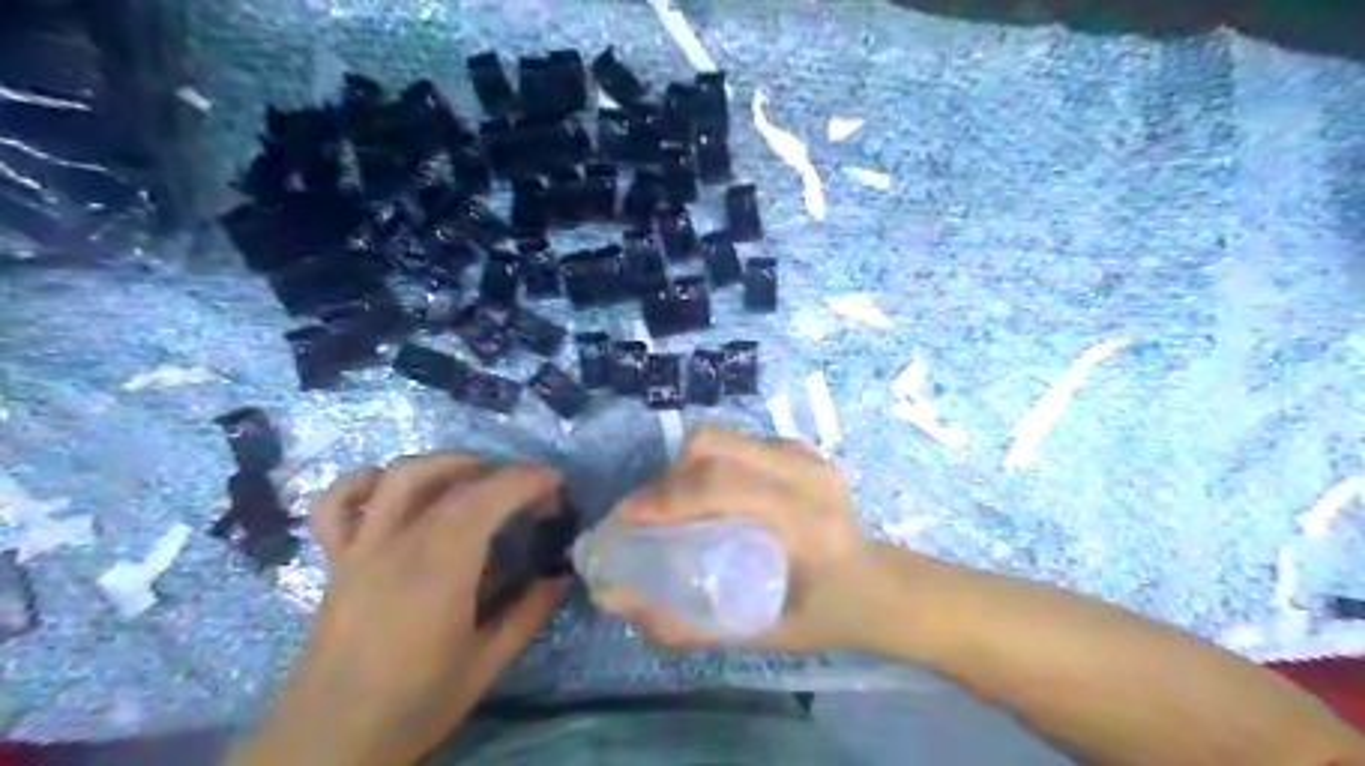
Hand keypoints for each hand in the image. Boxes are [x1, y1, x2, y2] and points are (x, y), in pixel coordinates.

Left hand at [230, 454, 562, 765]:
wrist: (326, 745)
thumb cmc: (414, 705)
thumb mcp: (485, 665)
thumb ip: (527, 614)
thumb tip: (559, 578)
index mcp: (441, 568)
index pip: (488, 497)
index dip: (527, 480)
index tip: (556, 485)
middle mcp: (398, 544)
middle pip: (454, 481)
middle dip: (502, 475)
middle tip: (530, 495)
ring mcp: (361, 548)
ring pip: (400, 476)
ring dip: (446, 464)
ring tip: (476, 479)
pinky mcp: (336, 561)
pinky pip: (338, 504)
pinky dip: (367, 483)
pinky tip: (393, 491)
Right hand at [600, 425, 878, 652]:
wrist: (880, 585)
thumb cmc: (824, 617)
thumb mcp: (759, 637)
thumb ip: (688, 624)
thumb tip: (619, 601)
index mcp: (807, 524)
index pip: (725, 487)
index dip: (668, 496)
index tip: (630, 518)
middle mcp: (808, 476)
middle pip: (718, 445)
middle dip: (669, 475)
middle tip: (648, 512)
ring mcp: (808, 456)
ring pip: (725, 437)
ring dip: (687, 466)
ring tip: (674, 503)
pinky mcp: (802, 449)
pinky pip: (740, 442)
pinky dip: (711, 462)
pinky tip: (709, 495)